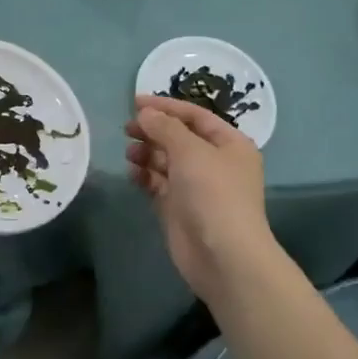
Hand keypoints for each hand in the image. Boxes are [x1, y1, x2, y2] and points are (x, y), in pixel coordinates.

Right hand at [125, 95, 279, 306]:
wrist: (223, 256)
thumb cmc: (213, 193)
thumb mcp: (190, 150)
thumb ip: (165, 127)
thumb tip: (145, 114)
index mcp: (229, 144)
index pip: (195, 116)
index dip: (166, 107)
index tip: (135, 102)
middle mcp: (214, 163)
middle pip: (179, 137)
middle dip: (153, 131)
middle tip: (128, 129)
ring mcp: (197, 187)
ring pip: (166, 160)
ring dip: (147, 153)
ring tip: (130, 153)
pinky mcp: (179, 208)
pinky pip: (159, 183)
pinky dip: (145, 176)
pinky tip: (132, 173)